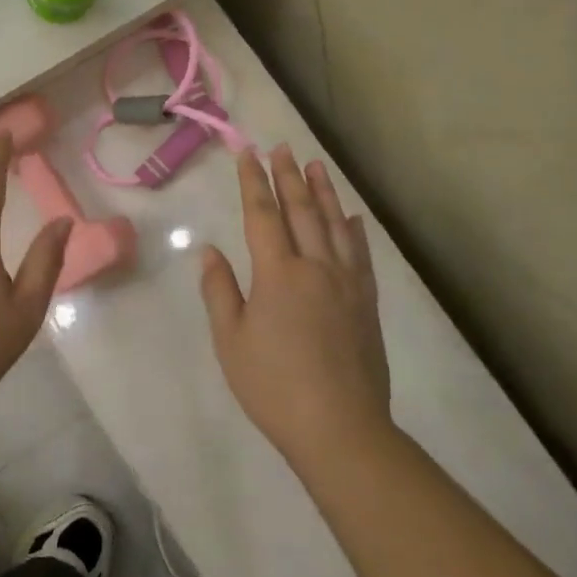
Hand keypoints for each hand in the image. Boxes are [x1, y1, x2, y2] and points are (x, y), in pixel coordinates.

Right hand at [199, 145, 391, 463]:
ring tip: (316, 165)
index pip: (263, 215)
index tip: (247, 153)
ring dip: (323, 193)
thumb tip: (210, 251)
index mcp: (278, 274)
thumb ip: (220, 290)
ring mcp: (346, 284)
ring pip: (334, 226)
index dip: (253, 182)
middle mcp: (315, 268)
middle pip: (301, 212)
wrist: (340, 428)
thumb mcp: (231, 340)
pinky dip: (355, 231)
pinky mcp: (366, 303)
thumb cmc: (273, 385)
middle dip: (288, 177)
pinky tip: (352, 217)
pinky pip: (361, 255)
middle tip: (281, 148)